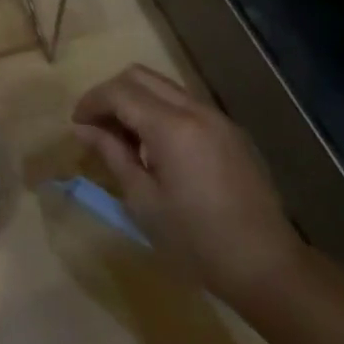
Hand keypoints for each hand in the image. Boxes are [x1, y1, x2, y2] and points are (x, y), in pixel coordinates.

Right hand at [71, 64, 304, 304]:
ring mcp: (217, 119)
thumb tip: (83, 129)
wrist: (267, 266)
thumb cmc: (195, 240)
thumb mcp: (142, 199)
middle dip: (111, 94)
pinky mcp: (230, 133)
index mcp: (172, 127)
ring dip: (136, 101)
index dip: (91, 102)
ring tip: (122, 139)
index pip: (119, 92)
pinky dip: (159, 112)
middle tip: (95, 126)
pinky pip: (184, 105)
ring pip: (163, 87)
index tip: (77, 125)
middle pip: (140, 76)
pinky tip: (154, 148)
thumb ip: (112, 154)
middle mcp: (196, 110)